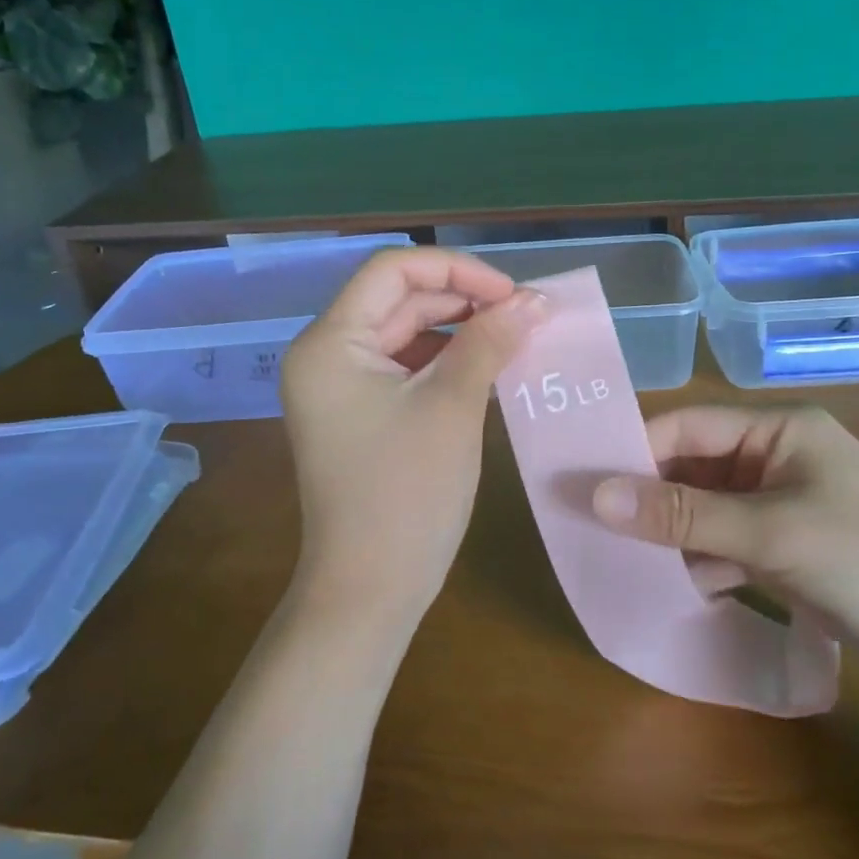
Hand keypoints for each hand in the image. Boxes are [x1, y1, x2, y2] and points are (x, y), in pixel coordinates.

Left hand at [281, 248, 547, 625]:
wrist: (369, 588)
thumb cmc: (407, 494)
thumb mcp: (452, 407)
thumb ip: (490, 342)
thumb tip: (534, 299)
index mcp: (329, 342)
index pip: (392, 270)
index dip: (457, 270)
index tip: (513, 294)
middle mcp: (324, 354)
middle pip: (397, 299)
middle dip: (461, 300)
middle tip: (523, 317)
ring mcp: (338, 387)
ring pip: (403, 333)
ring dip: (457, 331)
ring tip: (512, 340)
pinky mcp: (357, 414)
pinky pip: (402, 368)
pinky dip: (443, 363)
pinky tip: (485, 370)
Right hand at [590, 406, 858, 679]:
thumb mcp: (770, 533)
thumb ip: (681, 515)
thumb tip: (595, 496)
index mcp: (777, 429)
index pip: (686, 426)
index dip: (633, 452)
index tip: (582, 485)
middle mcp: (775, 458)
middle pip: (691, 470)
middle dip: (649, 501)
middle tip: (592, 529)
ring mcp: (781, 504)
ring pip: (704, 511)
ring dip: (671, 536)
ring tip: (621, 562)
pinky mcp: (787, 547)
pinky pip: (726, 544)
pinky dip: (700, 563)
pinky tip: (674, 588)